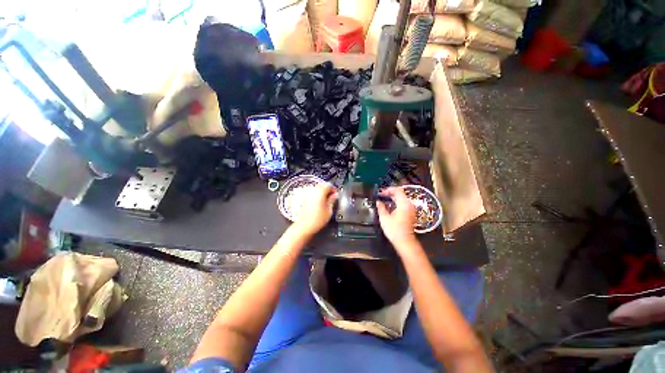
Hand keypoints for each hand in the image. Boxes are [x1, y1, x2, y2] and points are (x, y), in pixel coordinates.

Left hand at [293, 183, 338, 235]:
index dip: (334, 189)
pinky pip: (312, 193)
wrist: (304, 226)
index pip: (329, 185)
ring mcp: (307, 193)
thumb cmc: (317, 219)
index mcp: (320, 191)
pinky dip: (316, 195)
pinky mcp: (303, 198)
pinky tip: (318, 203)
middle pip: (322, 185)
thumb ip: (332, 200)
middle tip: (332, 198)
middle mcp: (313, 190)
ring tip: (325, 201)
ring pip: (316, 189)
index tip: (336, 195)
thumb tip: (335, 195)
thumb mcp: (329, 210)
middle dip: (327, 190)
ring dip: (322, 193)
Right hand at [376, 187, 417, 248]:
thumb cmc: (394, 229)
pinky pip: (403, 204)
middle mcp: (409, 204)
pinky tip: (389, 206)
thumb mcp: (384, 217)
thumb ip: (381, 207)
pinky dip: (396, 203)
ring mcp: (411, 209)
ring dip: (392, 198)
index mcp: (404, 203)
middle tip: (380, 195)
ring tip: (383, 200)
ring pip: (401, 199)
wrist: (404, 242)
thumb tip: (378, 201)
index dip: (388, 189)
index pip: (397, 190)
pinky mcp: (410, 214)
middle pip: (400, 194)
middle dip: (390, 193)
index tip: (380, 192)